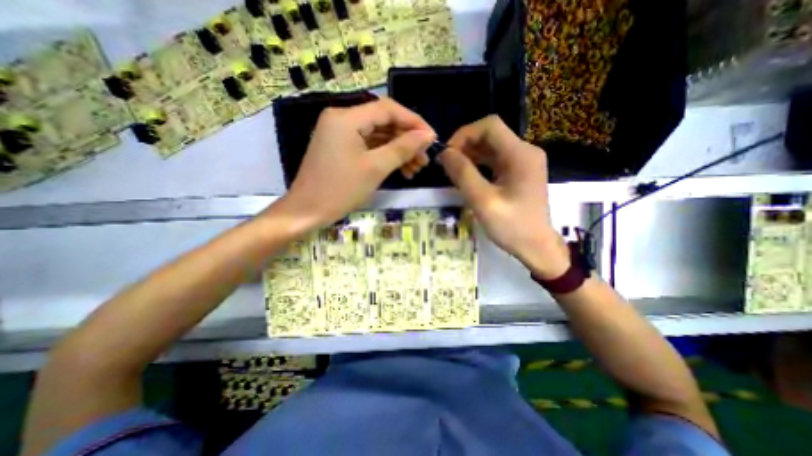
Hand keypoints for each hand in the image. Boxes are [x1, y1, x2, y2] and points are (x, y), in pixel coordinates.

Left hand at [271, 96, 436, 228]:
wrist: (307, 211)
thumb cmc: (340, 189)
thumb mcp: (376, 168)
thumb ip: (403, 148)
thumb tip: (427, 135)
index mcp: (347, 118)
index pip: (388, 109)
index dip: (414, 122)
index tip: (432, 139)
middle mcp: (342, 119)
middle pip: (383, 122)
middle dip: (407, 140)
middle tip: (424, 159)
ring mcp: (340, 134)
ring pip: (378, 136)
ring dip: (398, 150)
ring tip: (416, 169)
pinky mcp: (341, 148)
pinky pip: (369, 146)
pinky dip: (385, 156)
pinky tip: (400, 169)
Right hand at [442, 116, 565, 278]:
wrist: (536, 247)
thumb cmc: (512, 227)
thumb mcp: (483, 201)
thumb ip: (463, 174)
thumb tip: (445, 153)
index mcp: (520, 155)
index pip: (490, 126)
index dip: (464, 134)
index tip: (448, 153)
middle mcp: (524, 152)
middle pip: (490, 135)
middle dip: (465, 145)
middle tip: (447, 164)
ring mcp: (523, 162)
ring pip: (491, 147)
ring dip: (470, 154)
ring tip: (452, 169)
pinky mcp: (518, 173)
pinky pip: (494, 160)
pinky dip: (478, 164)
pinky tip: (466, 175)